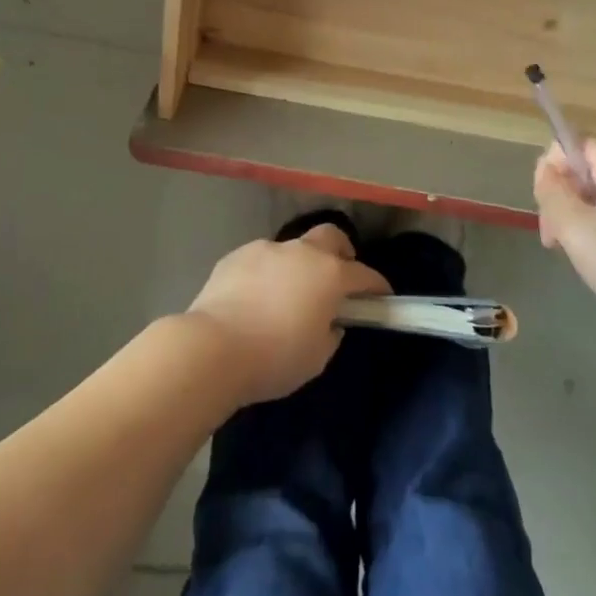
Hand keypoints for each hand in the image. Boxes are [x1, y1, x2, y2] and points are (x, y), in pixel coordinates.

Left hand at [185, 224, 390, 405]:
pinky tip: (255, 299)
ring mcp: (266, 249)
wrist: (213, 348)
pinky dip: (266, 274)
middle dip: (341, 252)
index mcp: (328, 274)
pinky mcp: (236, 255)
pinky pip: (261, 260)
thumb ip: (330, 332)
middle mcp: (301, 252)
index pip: (364, 274)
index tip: (381, 296)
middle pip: (330, 237)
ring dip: (297, 266)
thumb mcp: (316, 358)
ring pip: (291, 249)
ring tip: (286, 295)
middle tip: (339, 276)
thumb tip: (329, 321)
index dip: (376, 285)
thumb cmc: (274, 358)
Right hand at [535, 138, 595, 354]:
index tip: (545, 206)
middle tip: (553, 238)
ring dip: (576, 217)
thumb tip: (546, 171)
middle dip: (561, 197)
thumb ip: (551, 190)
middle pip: (585, 169)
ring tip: (570, 253)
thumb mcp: (573, 225)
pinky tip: (595, 261)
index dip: (551, 167)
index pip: (574, 142)